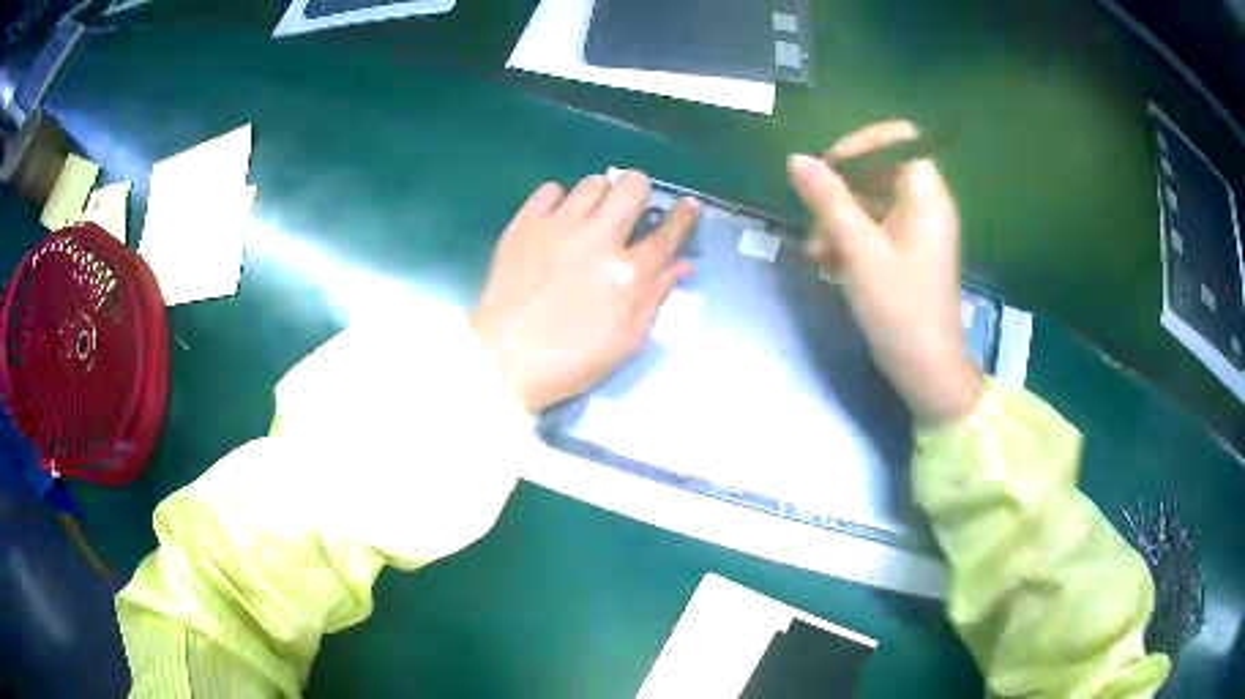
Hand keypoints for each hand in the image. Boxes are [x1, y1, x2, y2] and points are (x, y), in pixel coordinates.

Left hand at [473, 172, 699, 412]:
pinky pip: (550, 190)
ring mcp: (559, 225)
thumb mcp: (628, 340)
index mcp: (629, 272)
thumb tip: (682, 265)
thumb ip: (656, 296)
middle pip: (632, 185)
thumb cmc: (572, 359)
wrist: (505, 359)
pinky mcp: (525, 224)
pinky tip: (557, 221)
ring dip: (601, 196)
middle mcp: (598, 238)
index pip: (668, 231)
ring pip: (593, 182)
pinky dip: (559, 200)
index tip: (688, 205)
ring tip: (591, 217)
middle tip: (630, 212)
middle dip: (640, 192)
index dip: (684, 215)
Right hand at [788, 120, 981, 423]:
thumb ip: (829, 200)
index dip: (861, 144)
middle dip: (840, 188)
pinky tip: (828, 264)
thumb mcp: (859, 251)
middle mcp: (925, 204)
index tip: (828, 167)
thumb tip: (798, 159)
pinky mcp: (907, 252)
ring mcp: (917, 230)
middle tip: (813, 215)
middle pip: (879, 170)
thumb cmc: (899, 308)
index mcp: (926, 195)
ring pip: (872, 201)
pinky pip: (875, 227)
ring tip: (815, 252)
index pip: (898, 139)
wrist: (926, 370)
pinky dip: (850, 238)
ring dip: (838, 218)